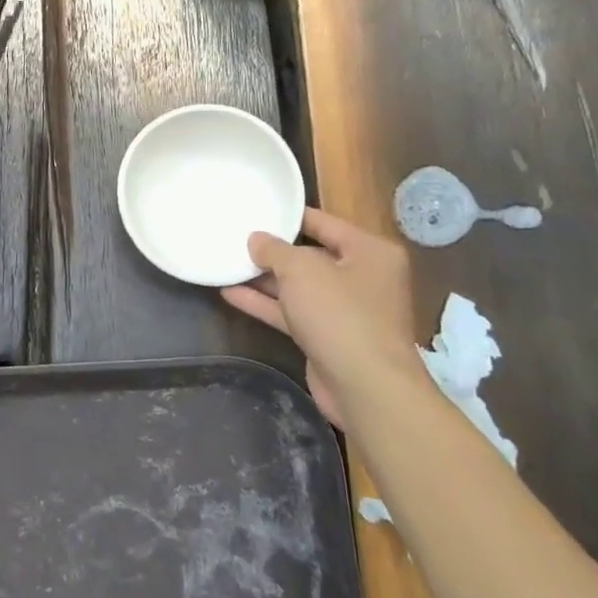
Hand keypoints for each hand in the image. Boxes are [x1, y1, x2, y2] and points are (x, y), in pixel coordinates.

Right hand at [221, 208, 420, 425]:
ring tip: (227, 263)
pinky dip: (266, 304)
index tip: (258, 209)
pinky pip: (293, 312)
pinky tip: (230, 294)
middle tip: (237, 238)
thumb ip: (275, 250)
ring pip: (300, 287)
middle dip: (274, 251)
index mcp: (370, 251)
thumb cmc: (340, 314)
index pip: (325, 223)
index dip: (290, 216)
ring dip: (265, 279)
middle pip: (312, 255)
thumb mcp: (302, 270)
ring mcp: (346, 310)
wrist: (366, 388)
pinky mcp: (328, 337)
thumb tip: (256, 239)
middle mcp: (363, 277)